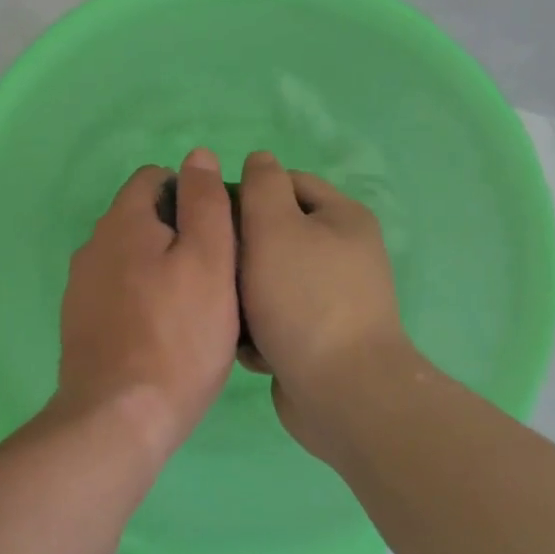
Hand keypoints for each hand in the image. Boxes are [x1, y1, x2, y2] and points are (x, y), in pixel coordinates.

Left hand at [54, 148, 241, 462]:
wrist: (118, 417)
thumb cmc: (178, 335)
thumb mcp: (210, 260)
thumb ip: (205, 202)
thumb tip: (198, 156)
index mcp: (122, 221)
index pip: (154, 178)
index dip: (191, 193)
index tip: (218, 232)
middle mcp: (93, 244)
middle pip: (141, 217)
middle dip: (177, 232)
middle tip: (215, 273)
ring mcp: (81, 286)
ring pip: (129, 257)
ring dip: (159, 267)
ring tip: (193, 306)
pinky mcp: (80, 322)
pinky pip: (117, 292)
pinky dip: (140, 298)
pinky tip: (162, 332)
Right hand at [237, 150, 410, 448]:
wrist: (342, 393)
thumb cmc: (304, 299)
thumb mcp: (275, 227)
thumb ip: (262, 185)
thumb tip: (259, 160)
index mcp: (342, 218)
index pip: (286, 183)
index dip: (246, 192)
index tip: (211, 216)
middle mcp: (343, 253)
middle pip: (276, 233)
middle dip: (241, 250)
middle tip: (213, 266)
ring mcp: (334, 298)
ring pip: (270, 277)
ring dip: (244, 293)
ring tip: (228, 310)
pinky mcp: (320, 337)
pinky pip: (278, 317)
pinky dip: (260, 328)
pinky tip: (248, 345)